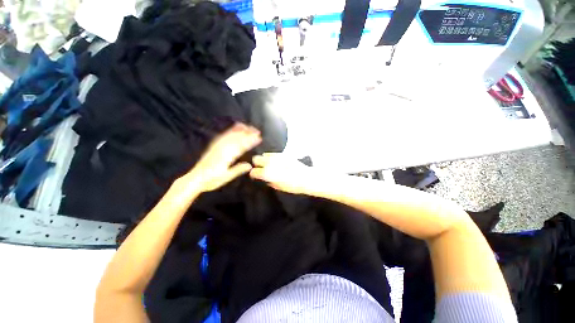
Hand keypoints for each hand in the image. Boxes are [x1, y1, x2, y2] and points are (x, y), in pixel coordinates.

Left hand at [183, 123, 260, 192]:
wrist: (195, 179)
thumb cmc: (211, 180)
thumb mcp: (226, 177)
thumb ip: (238, 170)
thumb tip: (250, 165)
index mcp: (226, 157)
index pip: (241, 146)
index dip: (250, 141)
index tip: (258, 138)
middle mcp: (222, 149)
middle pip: (236, 138)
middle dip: (247, 133)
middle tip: (256, 130)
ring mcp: (217, 146)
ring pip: (230, 135)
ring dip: (239, 130)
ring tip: (247, 126)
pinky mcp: (213, 146)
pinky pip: (222, 136)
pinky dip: (229, 131)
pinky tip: (233, 129)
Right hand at [249, 153, 316, 194]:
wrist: (306, 177)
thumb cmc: (293, 186)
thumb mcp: (279, 187)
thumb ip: (270, 182)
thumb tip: (265, 178)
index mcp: (268, 173)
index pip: (254, 171)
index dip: (254, 174)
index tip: (256, 175)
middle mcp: (270, 163)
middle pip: (256, 159)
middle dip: (257, 164)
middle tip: (261, 168)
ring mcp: (277, 156)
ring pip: (264, 154)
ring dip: (265, 160)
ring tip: (270, 165)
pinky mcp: (283, 154)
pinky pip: (273, 154)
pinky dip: (272, 157)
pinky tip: (277, 162)